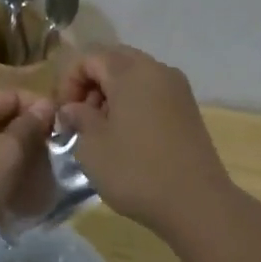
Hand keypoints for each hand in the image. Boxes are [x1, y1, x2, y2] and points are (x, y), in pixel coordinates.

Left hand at [0, 90, 56, 250]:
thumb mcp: (5, 156)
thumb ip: (27, 128)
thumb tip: (45, 105)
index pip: (8, 94)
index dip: (37, 107)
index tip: (60, 128)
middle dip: (23, 130)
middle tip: (49, 151)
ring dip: (8, 150)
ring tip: (31, 170)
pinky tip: (3, 186)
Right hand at [58, 45, 234, 232]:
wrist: (197, 203)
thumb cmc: (137, 171)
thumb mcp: (93, 146)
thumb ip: (78, 118)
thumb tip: (73, 108)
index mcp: (130, 71)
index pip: (89, 58)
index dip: (68, 82)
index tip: (63, 114)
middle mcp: (156, 69)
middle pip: (113, 60)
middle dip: (91, 83)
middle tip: (81, 117)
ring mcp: (177, 88)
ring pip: (134, 75)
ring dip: (112, 93)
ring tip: (102, 129)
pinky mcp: (188, 108)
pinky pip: (152, 91)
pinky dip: (134, 102)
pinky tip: (127, 135)